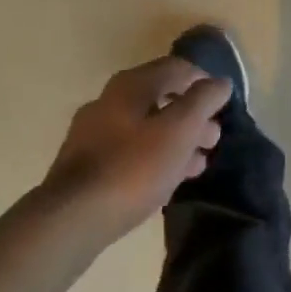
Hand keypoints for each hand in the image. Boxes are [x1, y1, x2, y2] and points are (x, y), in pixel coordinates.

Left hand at [42, 57, 232, 245]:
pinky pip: (128, 152)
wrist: (67, 223)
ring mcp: (92, 134)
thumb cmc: (132, 167)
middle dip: (191, 116)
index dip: (205, 82)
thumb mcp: (180, 129)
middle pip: (161, 98)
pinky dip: (152, 158)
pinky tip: (165, 181)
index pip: (178, 68)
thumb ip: (204, 100)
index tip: (222, 105)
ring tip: (196, 164)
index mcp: (132, 84)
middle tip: (213, 139)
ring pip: (145, 128)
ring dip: (174, 140)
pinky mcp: (83, 167)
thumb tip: (220, 82)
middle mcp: (110, 100)